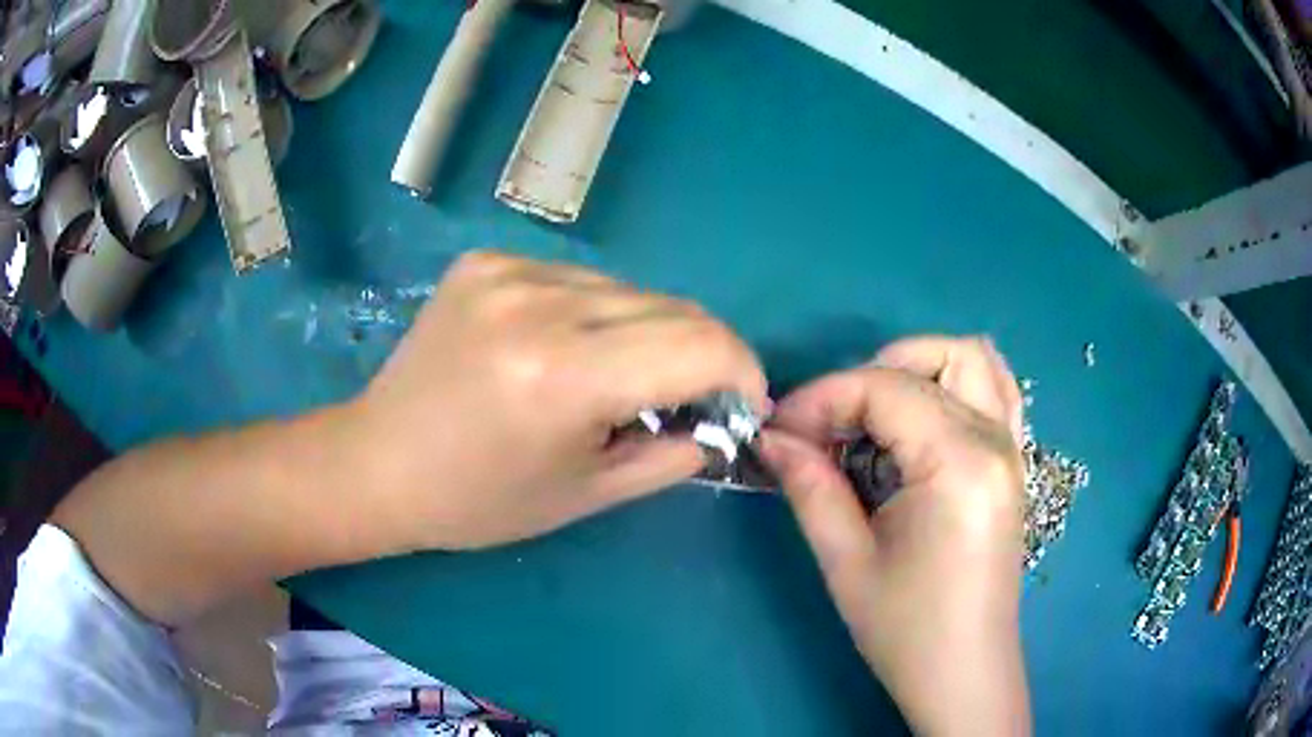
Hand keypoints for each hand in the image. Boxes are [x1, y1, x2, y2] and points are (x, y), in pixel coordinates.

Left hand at [349, 251, 766, 550]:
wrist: (377, 461)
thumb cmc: (478, 500)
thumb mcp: (587, 494)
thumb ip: (673, 453)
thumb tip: (722, 421)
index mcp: (563, 374)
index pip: (700, 343)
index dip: (742, 370)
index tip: (745, 402)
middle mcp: (538, 302)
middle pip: (672, 306)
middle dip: (703, 353)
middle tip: (692, 397)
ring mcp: (507, 270)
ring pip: (628, 288)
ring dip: (648, 331)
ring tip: (622, 377)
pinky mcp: (485, 260)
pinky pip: (577, 279)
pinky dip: (597, 314)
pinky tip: (567, 349)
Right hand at [759, 336, 1029, 734]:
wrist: (964, 670)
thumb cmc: (906, 629)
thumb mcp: (847, 562)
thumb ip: (810, 486)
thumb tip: (771, 437)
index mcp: (958, 463)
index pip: (885, 389)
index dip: (823, 398)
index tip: (780, 429)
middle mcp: (995, 440)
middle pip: (932, 359)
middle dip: (868, 376)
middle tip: (829, 426)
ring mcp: (1012, 447)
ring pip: (972, 358)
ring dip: (916, 368)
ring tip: (875, 415)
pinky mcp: (1013, 462)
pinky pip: (997, 388)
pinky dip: (956, 381)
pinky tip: (923, 416)